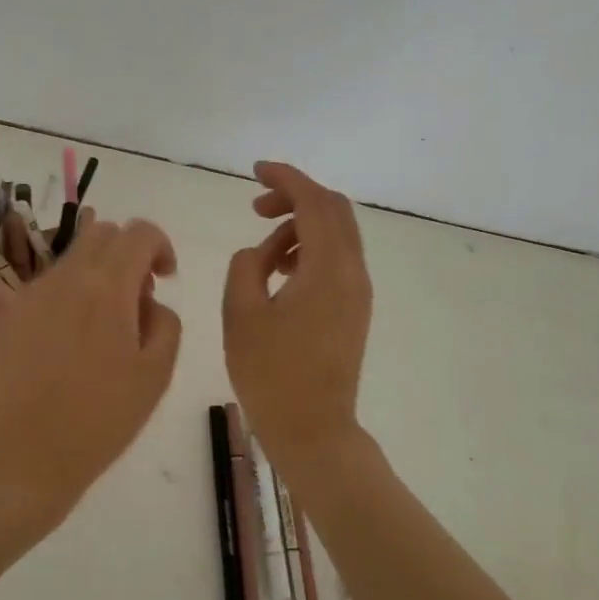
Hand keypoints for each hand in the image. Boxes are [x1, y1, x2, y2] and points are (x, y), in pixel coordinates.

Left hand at [0, 211, 182, 528]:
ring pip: (71, 260)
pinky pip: (45, 288)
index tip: (164, 279)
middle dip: (127, 255)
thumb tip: (148, 302)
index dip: (160, 246)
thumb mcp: (157, 374)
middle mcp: (65, 277)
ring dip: (95, 277)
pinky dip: (66, 299)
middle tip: (135, 301)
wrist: (23, 455)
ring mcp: (30, 293)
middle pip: (102, 233)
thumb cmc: (101, 420)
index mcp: (108, 287)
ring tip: (100, 330)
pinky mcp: (7, 315)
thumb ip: (165, 322)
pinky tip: (65, 348)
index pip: (139, 232)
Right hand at [222, 162, 372, 467]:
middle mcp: (352, 272)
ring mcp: (357, 292)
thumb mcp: (241, 314)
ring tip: (262, 254)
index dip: (285, 178)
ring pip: (336, 236)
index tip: (255, 170)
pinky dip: (309, 251)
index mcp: (327, 268)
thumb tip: (259, 253)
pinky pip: (336, 261)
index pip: (313, 202)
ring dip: (300, 228)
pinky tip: (280, 274)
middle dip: (295, 198)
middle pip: (333, 210)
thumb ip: (246, 266)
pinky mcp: (354, 310)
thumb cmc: (271, 374)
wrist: (313, 429)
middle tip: (256, 208)